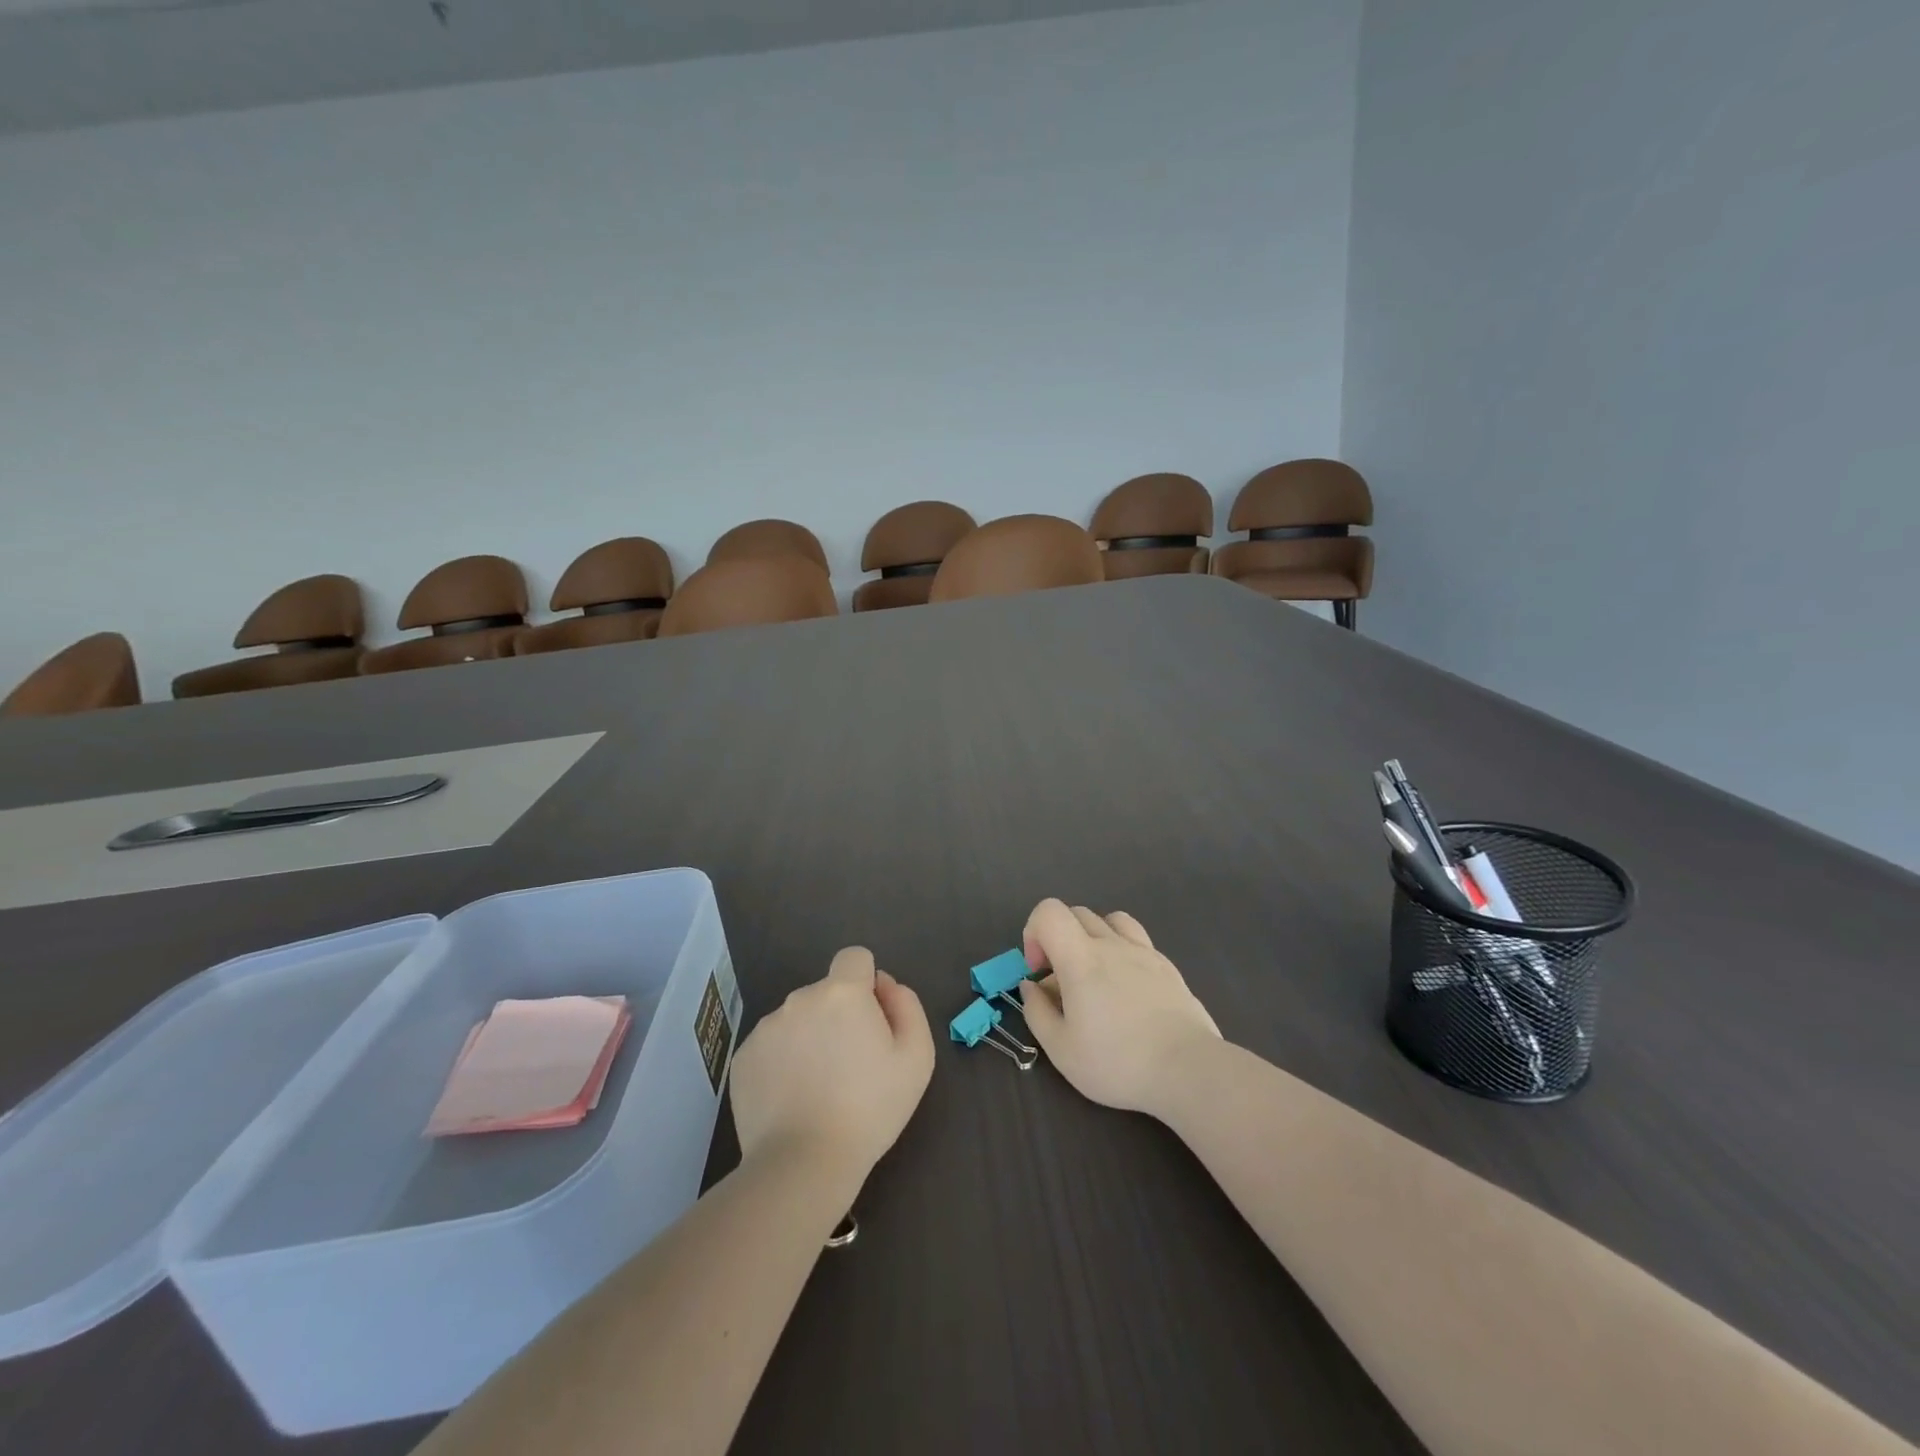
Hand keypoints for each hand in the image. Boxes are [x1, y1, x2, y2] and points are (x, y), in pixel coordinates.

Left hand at [729, 947, 934, 1188]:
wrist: (804, 1163)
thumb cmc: (870, 1108)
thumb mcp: (916, 1057)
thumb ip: (906, 1005)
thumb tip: (884, 985)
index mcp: (842, 992)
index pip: (855, 958)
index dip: (867, 983)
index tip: (871, 1020)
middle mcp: (799, 999)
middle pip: (826, 992)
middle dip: (839, 1016)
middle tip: (851, 1065)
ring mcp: (765, 1028)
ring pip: (797, 1019)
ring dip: (810, 1038)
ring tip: (819, 1088)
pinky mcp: (742, 1059)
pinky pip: (772, 1047)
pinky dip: (783, 1063)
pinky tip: (793, 1100)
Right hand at [1017, 898, 1221, 1115]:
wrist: (1188, 1070)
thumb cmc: (1118, 1062)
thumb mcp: (1062, 1050)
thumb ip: (1037, 1012)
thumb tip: (1031, 986)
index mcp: (1081, 958)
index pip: (1049, 911)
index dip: (1034, 932)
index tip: (1039, 971)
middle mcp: (1112, 944)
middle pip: (1077, 913)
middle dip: (1059, 939)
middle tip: (1063, 981)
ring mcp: (1144, 951)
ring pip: (1110, 920)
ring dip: (1094, 938)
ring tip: (1096, 976)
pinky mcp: (1168, 966)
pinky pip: (1137, 940)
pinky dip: (1122, 952)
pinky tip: (1128, 990)